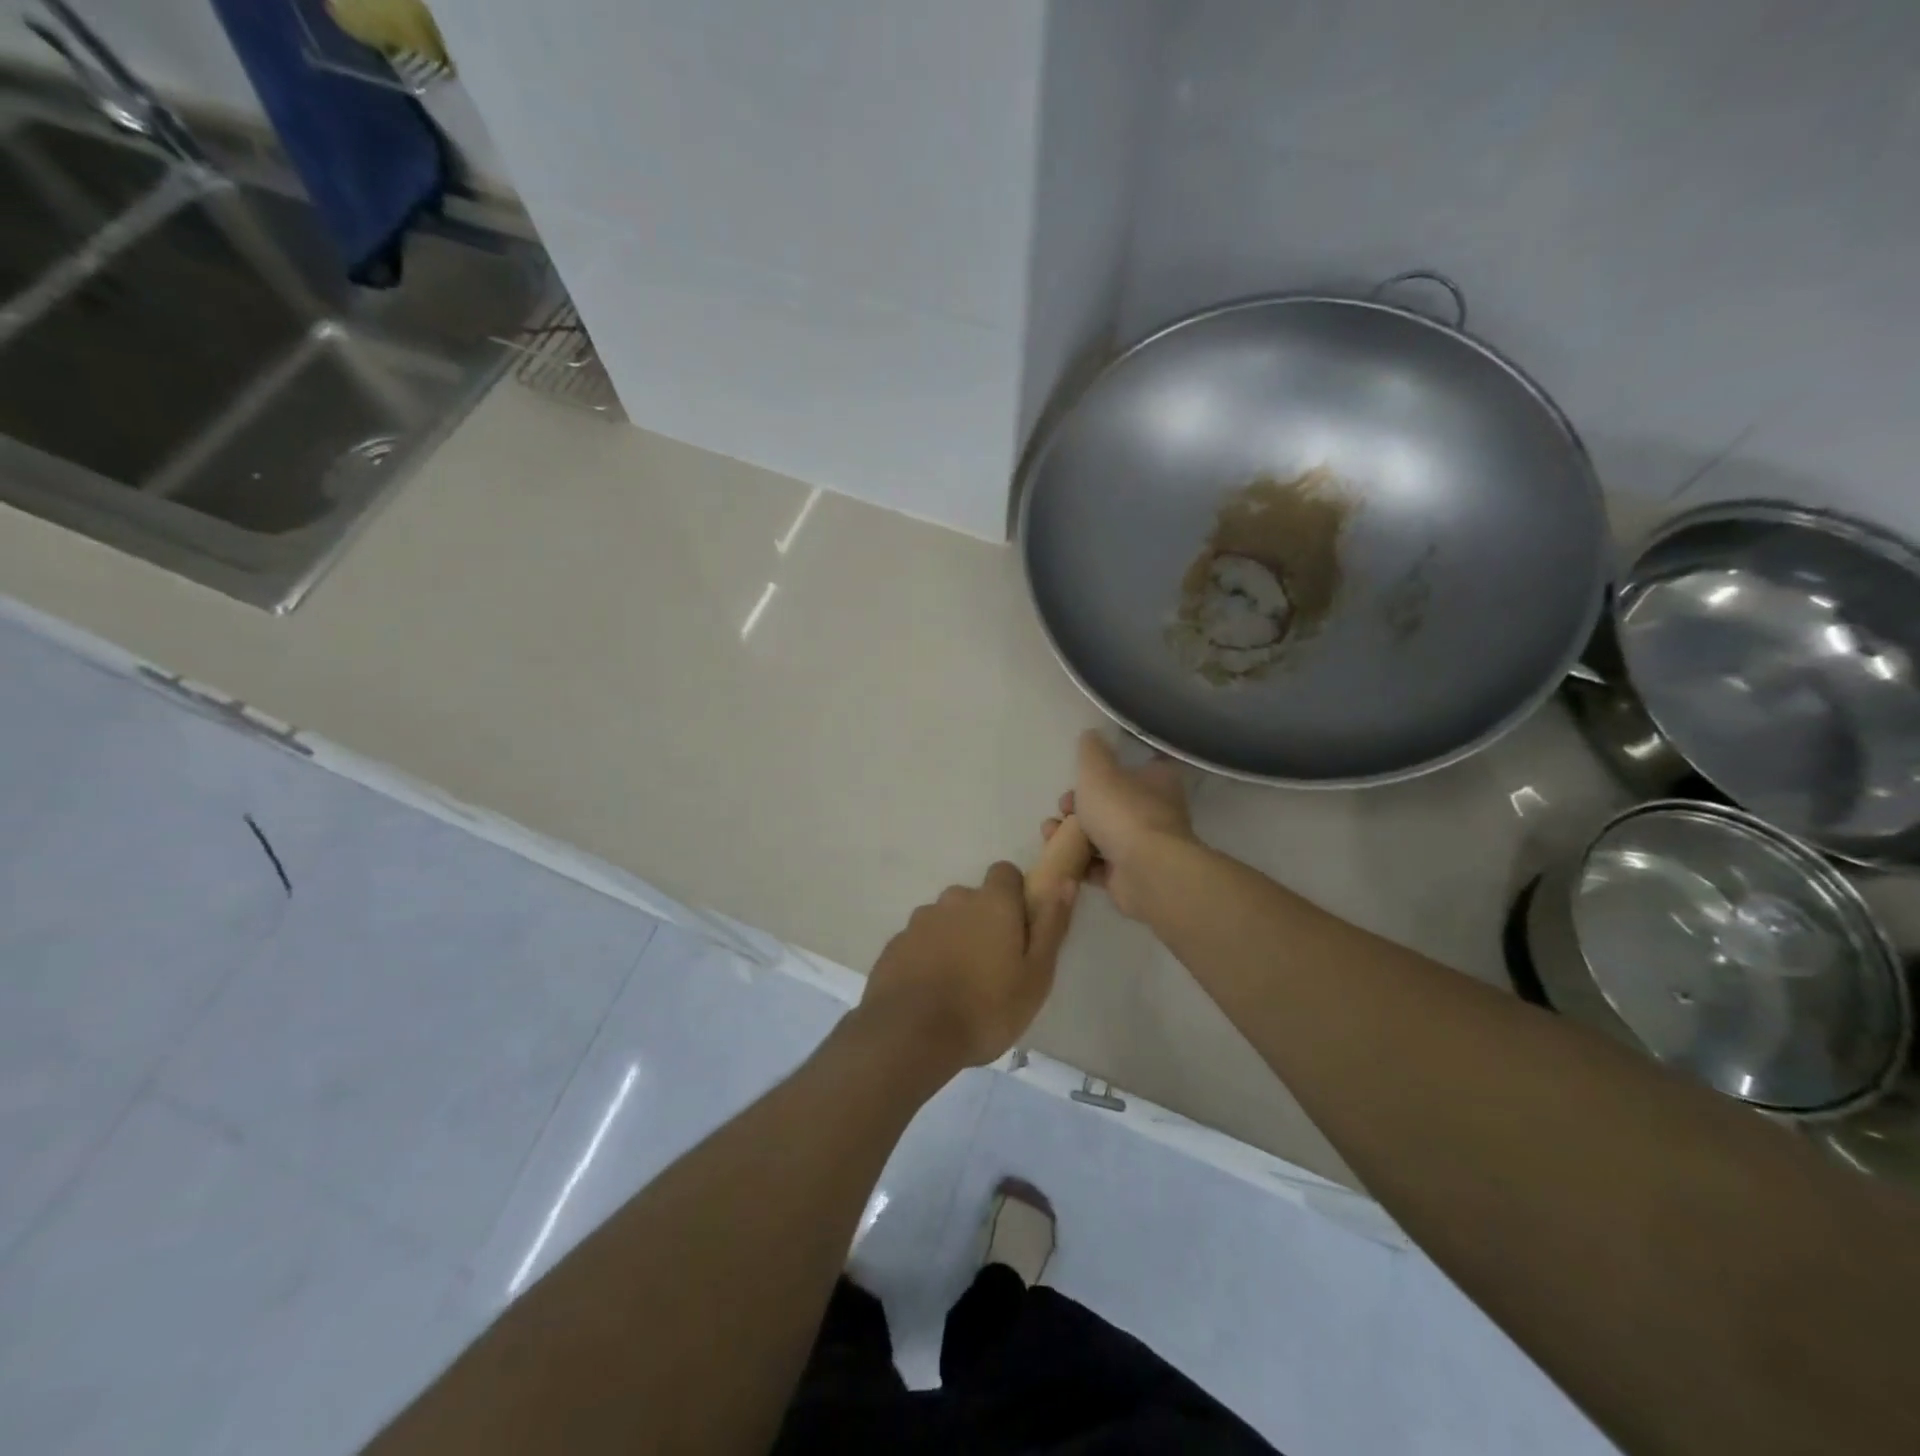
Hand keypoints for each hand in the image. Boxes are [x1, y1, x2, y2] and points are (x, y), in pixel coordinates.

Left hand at [860, 862, 1074, 1068]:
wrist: (910, 1035)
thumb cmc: (986, 1008)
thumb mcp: (1036, 975)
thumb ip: (1051, 925)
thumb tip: (1064, 882)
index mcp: (992, 903)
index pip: (1006, 873)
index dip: (1014, 896)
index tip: (1019, 929)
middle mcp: (954, 900)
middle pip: (974, 899)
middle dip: (983, 921)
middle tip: (992, 966)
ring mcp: (919, 921)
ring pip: (945, 920)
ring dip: (954, 939)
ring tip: (959, 984)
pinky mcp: (894, 945)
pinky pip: (919, 942)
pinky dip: (927, 957)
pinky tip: (931, 993)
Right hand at [1043, 730, 1193, 919]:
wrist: (1145, 871)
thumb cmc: (1123, 811)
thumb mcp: (1098, 770)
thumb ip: (1091, 751)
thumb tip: (1091, 735)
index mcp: (1158, 780)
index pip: (1136, 766)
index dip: (1107, 768)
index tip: (1081, 774)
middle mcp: (1156, 811)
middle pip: (1113, 802)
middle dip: (1080, 804)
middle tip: (1063, 807)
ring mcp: (1145, 846)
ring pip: (1103, 834)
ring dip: (1073, 834)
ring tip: (1050, 833)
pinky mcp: (1132, 875)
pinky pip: (1100, 865)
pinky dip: (1079, 861)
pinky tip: (1059, 858)